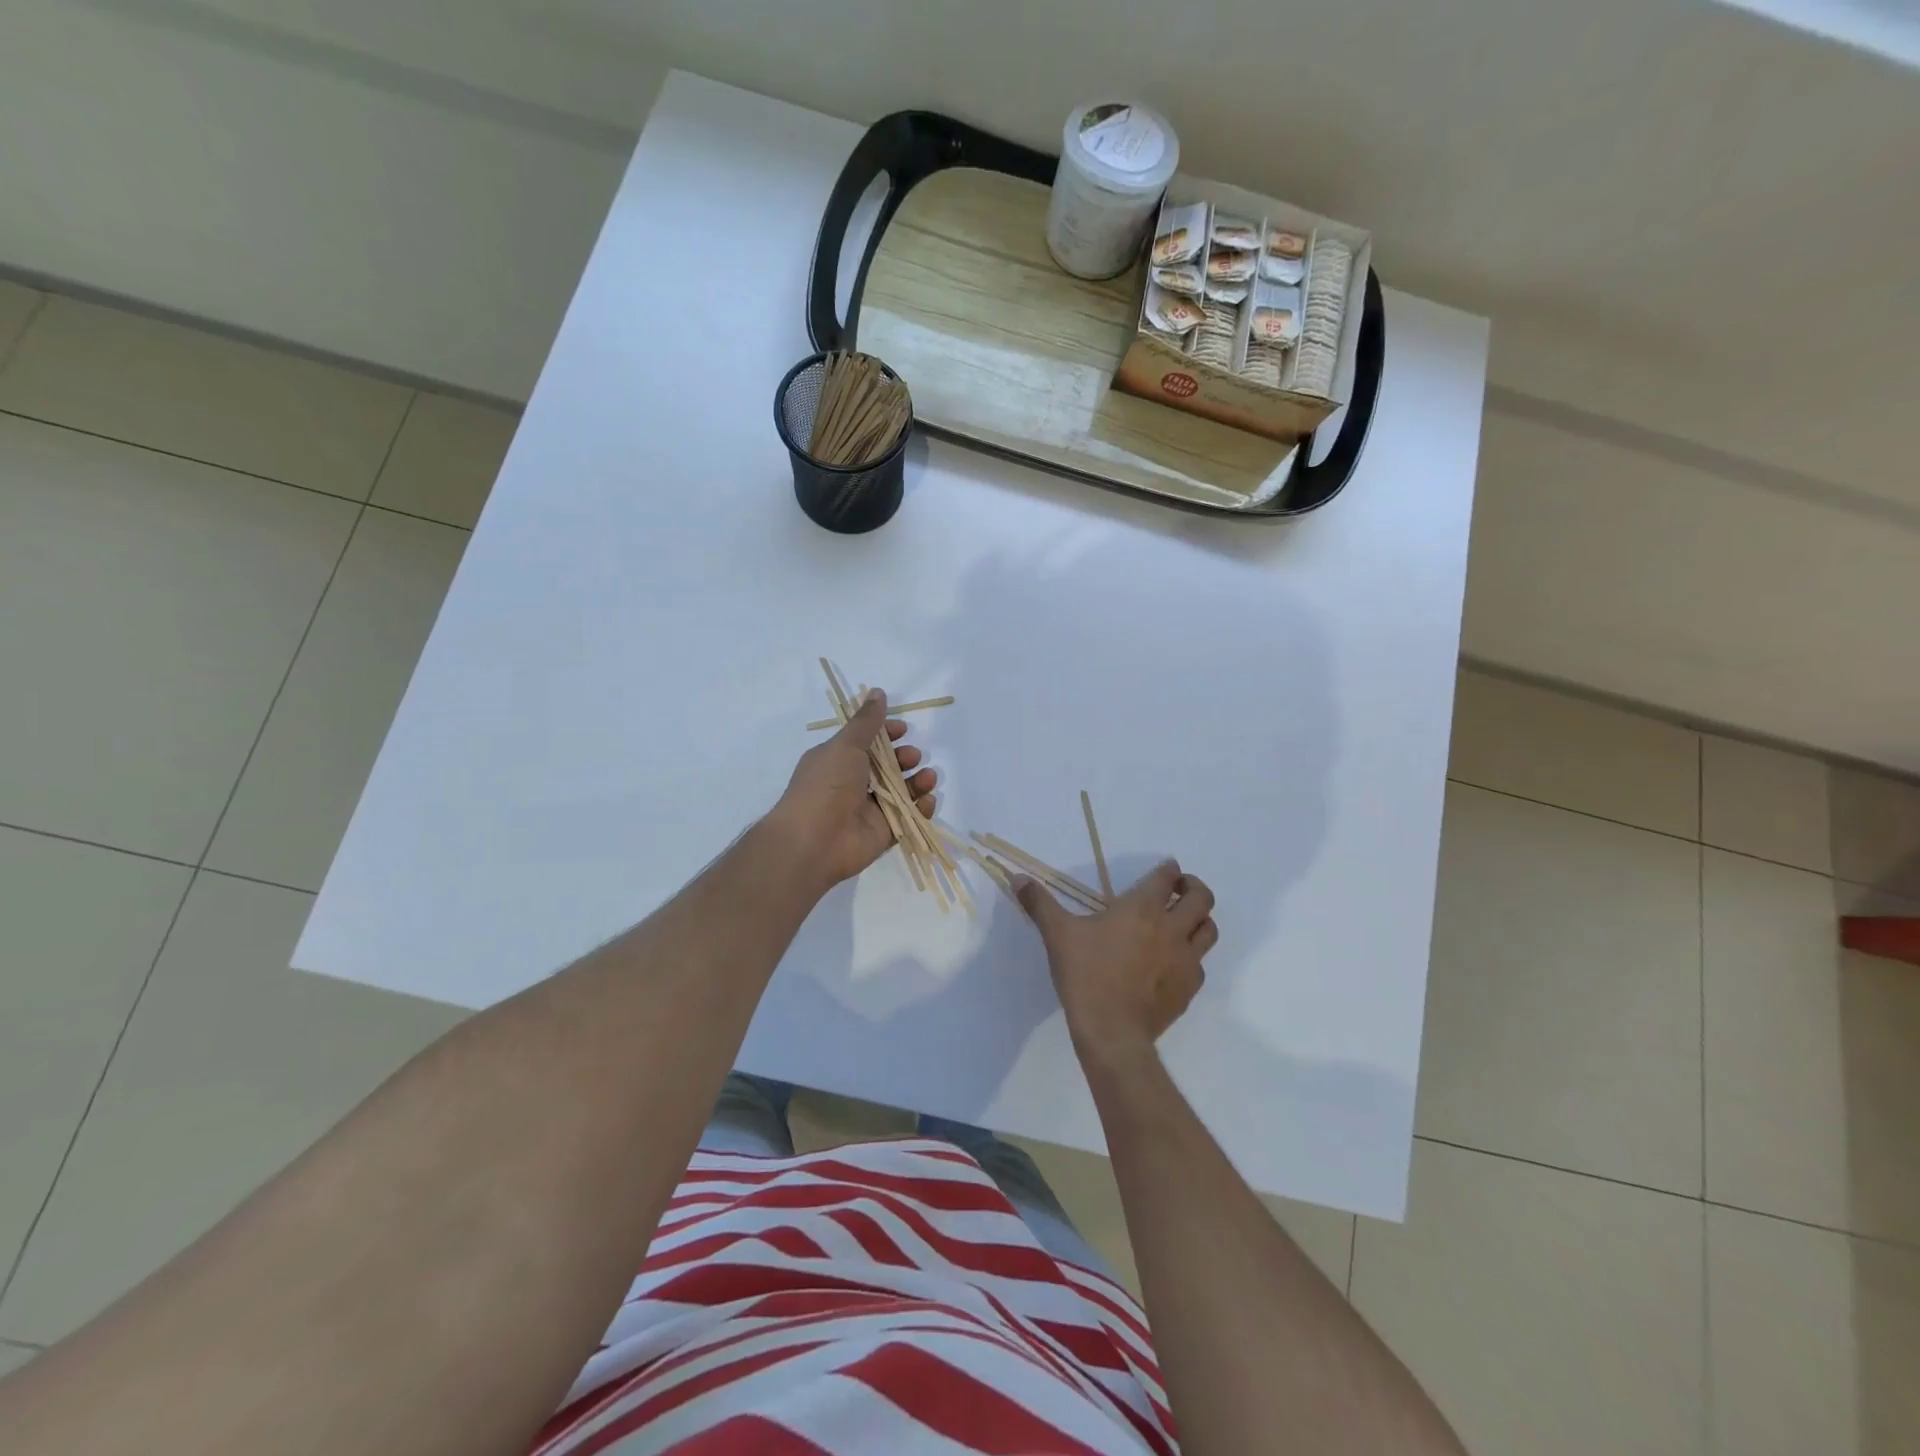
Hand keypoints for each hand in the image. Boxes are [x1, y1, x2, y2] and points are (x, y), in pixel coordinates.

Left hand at [767, 689, 936, 891]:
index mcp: (838, 760)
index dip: (886, 734)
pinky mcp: (884, 832)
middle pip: (887, 766)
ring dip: (918, 781)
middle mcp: (853, 783)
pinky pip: (907, 817)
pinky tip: (927, 800)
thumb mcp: (845, 745)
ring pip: (901, 791)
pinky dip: (920, 808)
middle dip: (904, 758)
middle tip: (912, 756)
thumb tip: (877, 691)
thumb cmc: (826, 785)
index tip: (903, 729)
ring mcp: (869, 809)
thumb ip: (866, 722)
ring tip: (928, 777)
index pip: (867, 742)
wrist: (814, 840)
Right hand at [1015, 861, 1215, 1067]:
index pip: (1167, 877)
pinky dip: (1193, 956)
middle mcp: (1171, 928)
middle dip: (1194, 887)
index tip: (1166, 869)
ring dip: (1200, 920)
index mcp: (1141, 909)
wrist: (1111, 1031)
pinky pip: (1201, 964)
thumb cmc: (1085, 975)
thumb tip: (1018, 878)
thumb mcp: (1057, 934)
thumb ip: (1039, 903)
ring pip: (1209, 929)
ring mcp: (1185, 959)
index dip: (1169, 869)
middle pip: (1201, 898)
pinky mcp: (1189, 988)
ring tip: (1184, 921)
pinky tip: (1175, 962)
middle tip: (1180, 890)